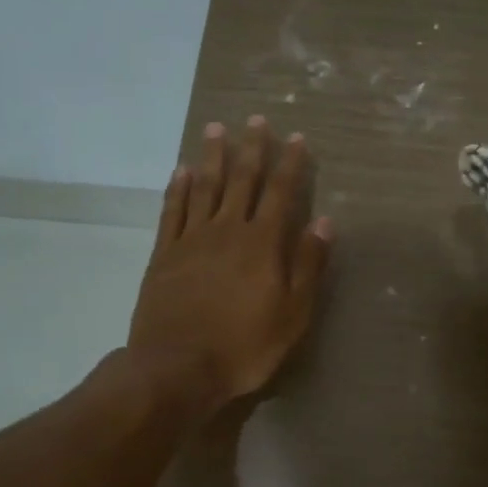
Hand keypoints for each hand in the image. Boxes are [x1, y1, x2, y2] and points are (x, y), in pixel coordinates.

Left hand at [129, 116, 332, 415]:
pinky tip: (181, 170)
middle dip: (251, 148)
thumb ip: (308, 265)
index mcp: (262, 244)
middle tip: (255, 119)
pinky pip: (172, 211)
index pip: (280, 193)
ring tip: (216, 129)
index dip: (290, 164)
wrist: (177, 367)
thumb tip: (324, 222)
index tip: (296, 137)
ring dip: (212, 156)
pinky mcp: (163, 254)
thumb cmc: (244, 346)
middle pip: (241, 180)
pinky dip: (178, 187)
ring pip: (204, 187)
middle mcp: (227, 230)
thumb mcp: (292, 314)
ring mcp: (191, 240)